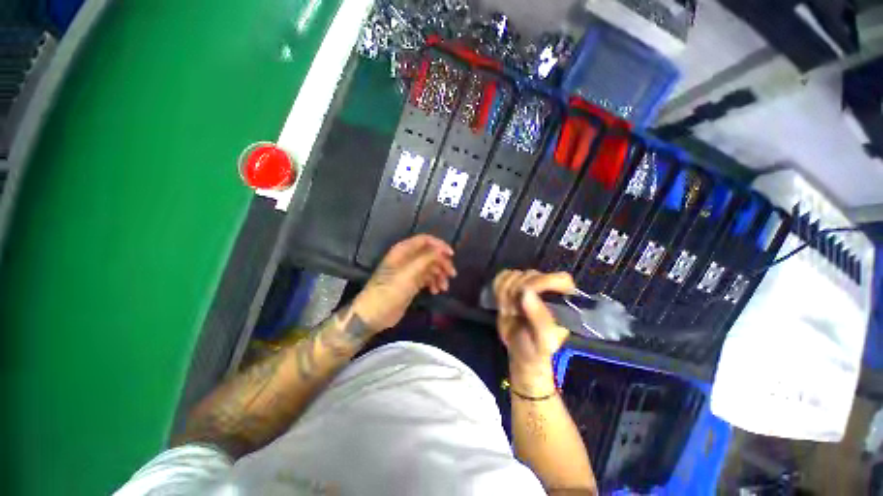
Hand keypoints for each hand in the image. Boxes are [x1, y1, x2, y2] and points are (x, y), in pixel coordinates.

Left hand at [353, 235, 456, 332]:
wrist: (374, 314)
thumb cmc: (390, 291)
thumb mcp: (409, 273)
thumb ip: (426, 259)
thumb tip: (442, 251)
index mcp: (403, 250)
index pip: (425, 240)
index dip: (439, 245)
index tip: (451, 256)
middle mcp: (407, 258)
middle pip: (430, 254)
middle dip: (442, 263)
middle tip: (451, 275)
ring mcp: (409, 271)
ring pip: (430, 267)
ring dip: (439, 275)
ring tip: (443, 288)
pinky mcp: (411, 283)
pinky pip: (427, 278)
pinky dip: (434, 283)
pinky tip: (436, 291)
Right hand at [493, 270, 574, 391]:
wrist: (520, 352)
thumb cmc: (536, 349)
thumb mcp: (543, 341)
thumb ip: (539, 318)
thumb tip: (526, 292)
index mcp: (563, 301)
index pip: (560, 279)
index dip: (543, 283)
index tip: (526, 297)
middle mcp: (548, 289)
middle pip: (531, 276)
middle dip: (518, 294)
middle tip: (514, 313)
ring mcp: (529, 285)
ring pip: (515, 275)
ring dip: (506, 294)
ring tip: (510, 311)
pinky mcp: (513, 285)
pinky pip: (503, 276)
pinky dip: (498, 287)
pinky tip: (502, 302)